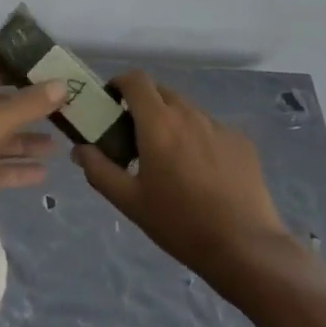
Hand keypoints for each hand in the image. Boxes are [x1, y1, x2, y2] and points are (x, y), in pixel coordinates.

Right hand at [73, 71, 294, 290]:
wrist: (244, 247)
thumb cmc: (179, 223)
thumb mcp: (130, 202)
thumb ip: (99, 170)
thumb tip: (80, 149)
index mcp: (158, 122)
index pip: (135, 79)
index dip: (119, 83)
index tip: (111, 104)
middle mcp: (189, 114)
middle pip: (160, 92)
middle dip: (144, 106)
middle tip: (136, 138)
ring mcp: (218, 126)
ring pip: (186, 111)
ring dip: (172, 123)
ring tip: (171, 161)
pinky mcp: (241, 141)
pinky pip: (210, 129)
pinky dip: (198, 139)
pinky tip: (202, 174)